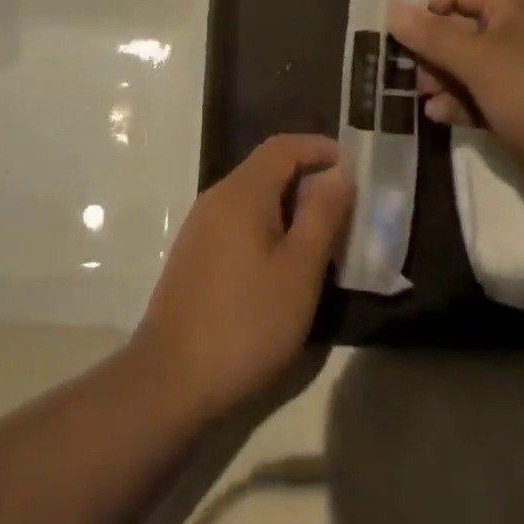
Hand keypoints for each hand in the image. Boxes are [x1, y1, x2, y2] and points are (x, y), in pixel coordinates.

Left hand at [130, 135, 352, 420]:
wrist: (170, 378)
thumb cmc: (246, 322)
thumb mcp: (299, 271)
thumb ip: (322, 215)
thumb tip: (340, 172)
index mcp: (244, 190)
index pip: (284, 146)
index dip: (319, 148)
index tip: (352, 166)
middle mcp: (218, 195)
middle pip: (267, 167)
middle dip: (307, 176)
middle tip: (343, 205)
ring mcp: (201, 223)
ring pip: (252, 195)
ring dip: (287, 203)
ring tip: (319, 235)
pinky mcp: (194, 252)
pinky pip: (237, 219)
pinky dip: (266, 223)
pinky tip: (281, 260)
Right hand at [389, 0, 523, 211]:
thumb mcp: (478, 59)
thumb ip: (431, 35)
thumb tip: (392, 10)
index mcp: (511, 3)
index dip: (427, 3)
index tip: (406, 33)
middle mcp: (514, 29)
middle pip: (456, 25)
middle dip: (428, 47)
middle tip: (408, 71)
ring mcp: (518, 70)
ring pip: (464, 63)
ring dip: (439, 78)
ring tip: (424, 98)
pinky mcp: (520, 107)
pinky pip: (478, 94)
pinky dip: (458, 102)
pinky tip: (440, 117)